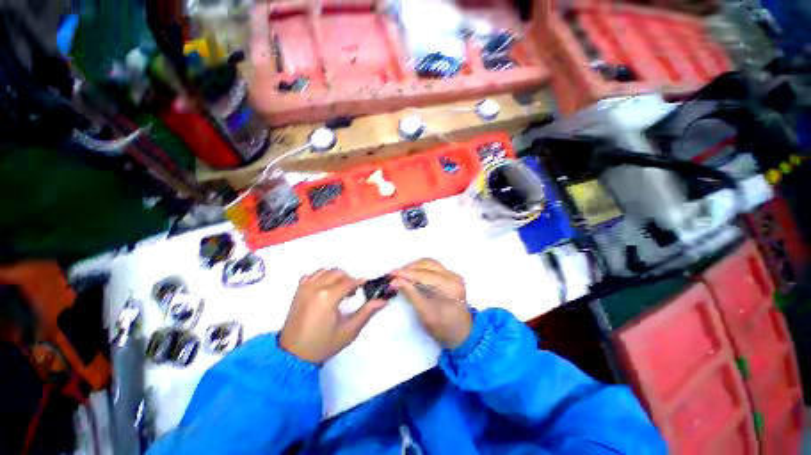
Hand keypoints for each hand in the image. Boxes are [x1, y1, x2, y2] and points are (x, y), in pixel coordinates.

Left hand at [279, 268, 385, 362]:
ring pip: (325, 271)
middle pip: (338, 273)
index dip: (360, 282)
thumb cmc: (323, 344)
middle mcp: (316, 287)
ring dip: (335, 276)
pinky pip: (312, 275)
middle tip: (353, 292)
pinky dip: (321, 277)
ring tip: (339, 290)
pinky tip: (324, 288)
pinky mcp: (298, 291)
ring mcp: (305, 288)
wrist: (293, 355)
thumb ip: (367, 312)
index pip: (349, 281)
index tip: (366, 286)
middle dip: (349, 279)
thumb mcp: (349, 331)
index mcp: (328, 297)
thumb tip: (383, 300)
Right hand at [391, 259, 471, 348]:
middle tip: (393, 275)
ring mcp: (452, 275)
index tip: (391, 274)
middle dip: (409, 268)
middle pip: (427, 265)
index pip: (424, 275)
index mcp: (450, 287)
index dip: (406, 273)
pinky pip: (432, 267)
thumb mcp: (425, 314)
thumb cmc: (444, 328)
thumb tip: (395, 281)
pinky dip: (420, 269)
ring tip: (400, 274)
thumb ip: (411, 294)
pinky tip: (410, 274)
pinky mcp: (449, 276)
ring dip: (414, 267)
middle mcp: (453, 276)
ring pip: (429, 263)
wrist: (461, 333)